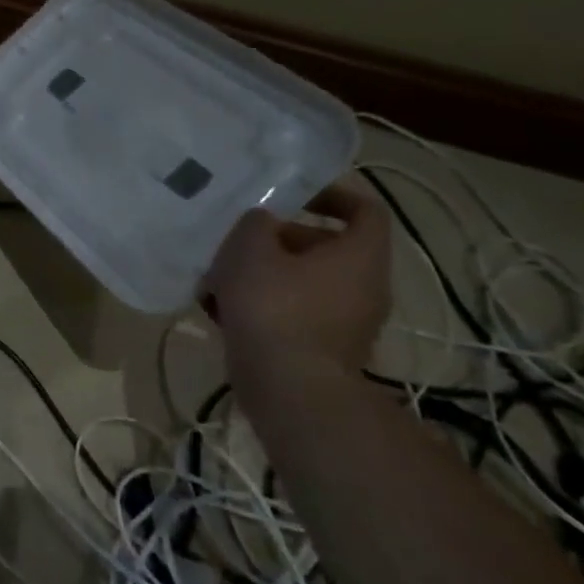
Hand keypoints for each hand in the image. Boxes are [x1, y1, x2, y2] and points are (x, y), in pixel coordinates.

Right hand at [202, 178, 391, 404]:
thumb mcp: (251, 247)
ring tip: (218, 276)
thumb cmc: (275, 306)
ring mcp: (345, 322)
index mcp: (360, 256)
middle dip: (278, 238)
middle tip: (238, 238)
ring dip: (263, 273)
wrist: (289, 389)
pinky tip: (220, 309)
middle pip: (325, 247)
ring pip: (303, 281)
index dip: (331, 194)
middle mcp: (364, 287)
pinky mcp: (322, 349)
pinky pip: (293, 312)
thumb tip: (263, 222)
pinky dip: (262, 305)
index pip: (365, 210)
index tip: (291, 194)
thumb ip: (256, 223)